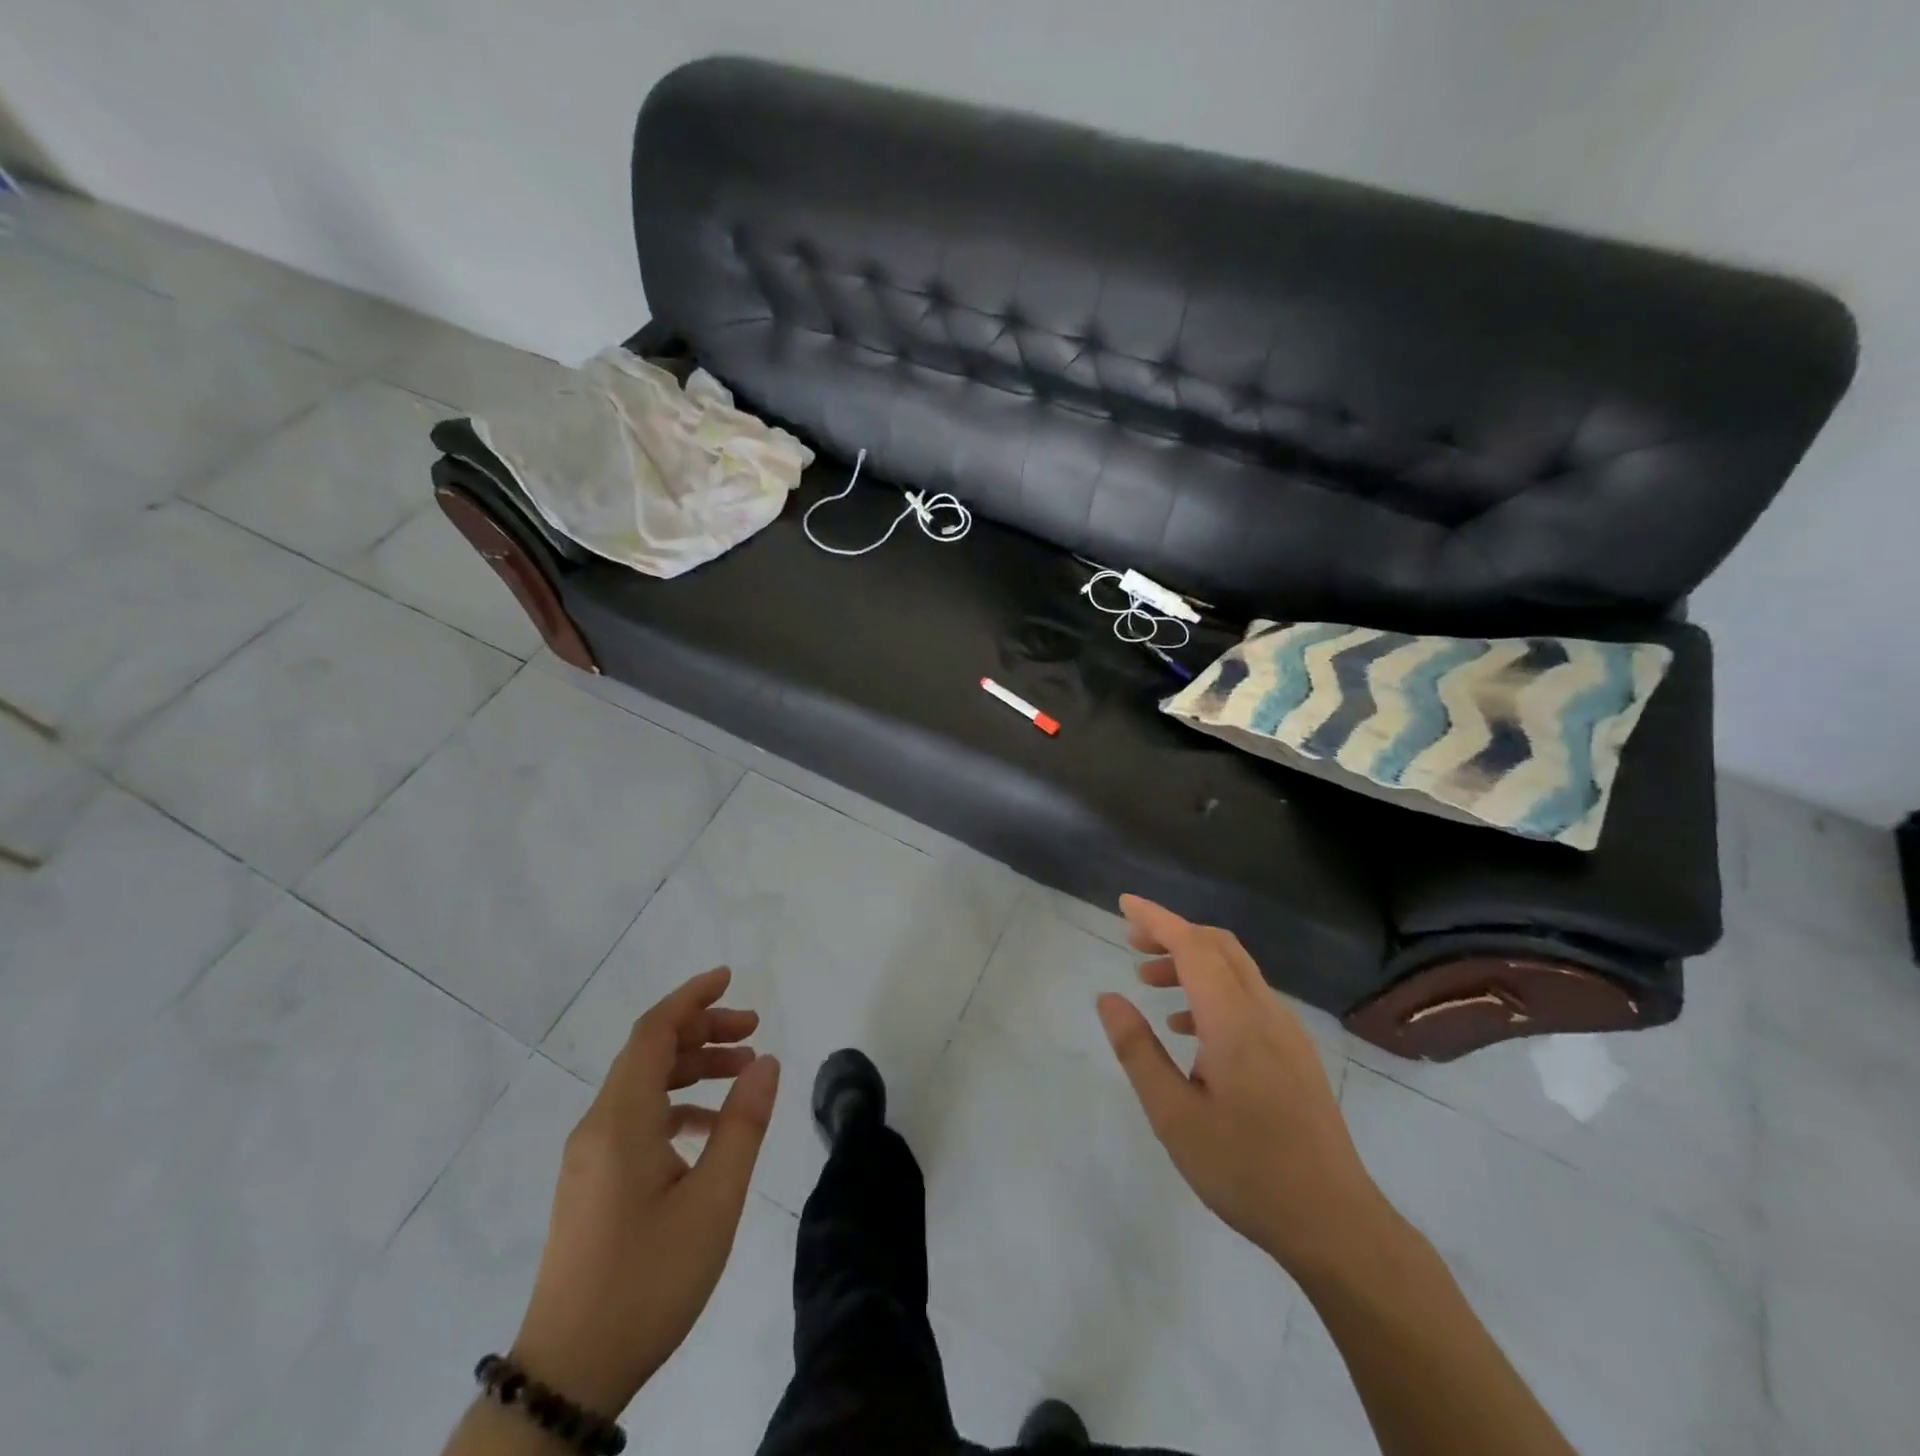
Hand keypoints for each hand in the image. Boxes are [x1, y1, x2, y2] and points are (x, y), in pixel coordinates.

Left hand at [510, 967, 780, 1413]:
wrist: (569, 1374)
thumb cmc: (648, 1280)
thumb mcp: (713, 1201)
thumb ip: (743, 1124)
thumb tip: (767, 1061)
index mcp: (621, 1121)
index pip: (653, 1032)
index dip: (691, 998)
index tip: (730, 978)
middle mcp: (598, 1126)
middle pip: (649, 1053)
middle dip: (703, 1031)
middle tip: (754, 1030)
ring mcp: (591, 1156)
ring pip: (644, 1086)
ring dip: (693, 1069)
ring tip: (744, 1074)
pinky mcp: (593, 1182)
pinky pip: (637, 1119)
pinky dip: (678, 1106)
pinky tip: (711, 1129)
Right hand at [1095, 896, 1387, 1274]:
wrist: (1335, 1224)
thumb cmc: (1246, 1170)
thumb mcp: (1173, 1116)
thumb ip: (1138, 1051)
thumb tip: (1108, 998)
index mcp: (1234, 1021)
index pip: (1193, 946)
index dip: (1157, 919)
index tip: (1124, 904)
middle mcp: (1265, 1012)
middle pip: (1218, 946)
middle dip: (1173, 933)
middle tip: (1132, 943)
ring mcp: (1287, 1032)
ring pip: (1236, 969)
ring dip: (1192, 962)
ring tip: (1149, 983)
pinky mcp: (1296, 1052)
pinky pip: (1249, 996)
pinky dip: (1213, 989)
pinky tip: (1189, 1029)